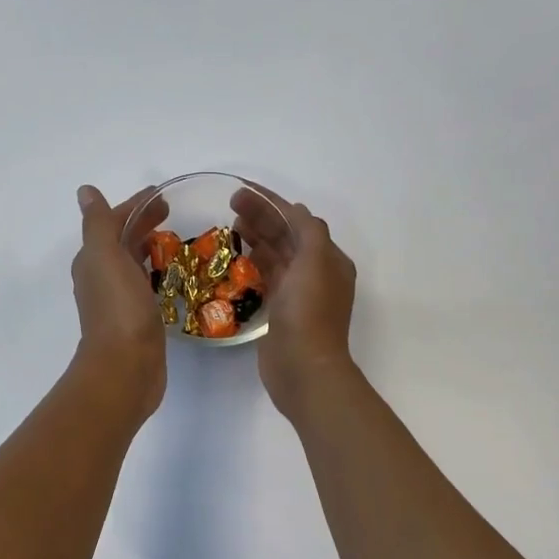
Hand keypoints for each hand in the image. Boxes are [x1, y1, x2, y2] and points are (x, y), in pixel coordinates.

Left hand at [72, 184, 168, 419]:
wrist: (126, 367)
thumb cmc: (118, 308)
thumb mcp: (105, 257)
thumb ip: (98, 223)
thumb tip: (84, 191)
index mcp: (92, 260)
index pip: (113, 222)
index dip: (135, 206)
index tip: (162, 195)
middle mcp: (100, 278)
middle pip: (123, 241)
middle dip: (143, 224)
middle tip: (173, 212)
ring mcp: (118, 300)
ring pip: (132, 263)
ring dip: (149, 248)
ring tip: (176, 240)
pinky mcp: (136, 319)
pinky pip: (145, 286)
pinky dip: (155, 273)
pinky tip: (172, 276)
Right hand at [231, 186, 357, 420]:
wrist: (303, 368)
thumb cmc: (309, 312)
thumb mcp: (314, 262)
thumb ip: (307, 231)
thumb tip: (294, 210)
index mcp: (329, 259)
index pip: (298, 220)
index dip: (271, 202)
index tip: (242, 190)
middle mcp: (316, 273)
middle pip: (286, 235)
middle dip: (261, 216)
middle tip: (230, 204)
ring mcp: (298, 292)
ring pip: (275, 255)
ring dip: (256, 237)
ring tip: (231, 225)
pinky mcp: (281, 310)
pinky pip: (266, 276)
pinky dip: (253, 262)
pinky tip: (236, 257)